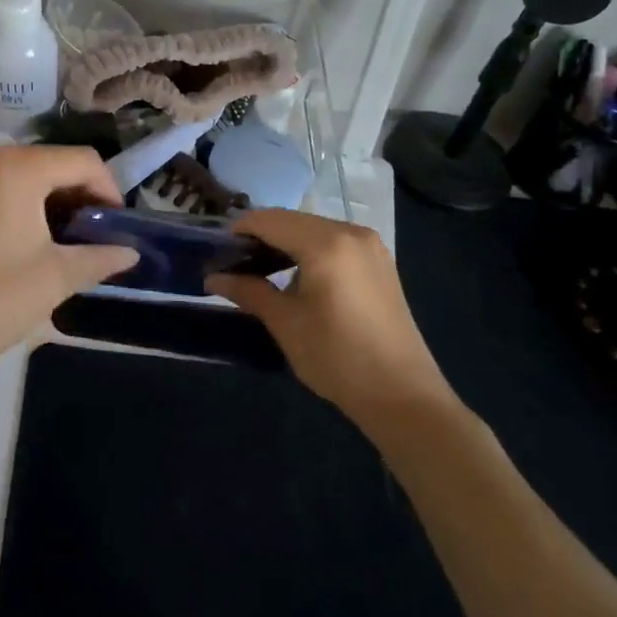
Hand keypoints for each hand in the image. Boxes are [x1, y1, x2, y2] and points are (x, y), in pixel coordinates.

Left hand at [0, 146, 136, 420]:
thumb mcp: (55, 278)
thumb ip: (100, 256)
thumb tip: (131, 252)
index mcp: (15, 167)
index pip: (81, 161)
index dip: (108, 190)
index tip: (117, 226)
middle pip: (51, 162)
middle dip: (79, 194)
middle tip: (95, 235)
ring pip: (23, 171)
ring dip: (50, 198)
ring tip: (66, 239)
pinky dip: (20, 199)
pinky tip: (30, 235)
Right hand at [207, 210, 461, 428]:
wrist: (403, 396)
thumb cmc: (338, 358)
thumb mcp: (286, 324)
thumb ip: (249, 291)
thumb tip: (213, 278)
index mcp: (326, 243)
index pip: (269, 220)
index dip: (239, 230)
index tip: (216, 249)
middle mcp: (350, 232)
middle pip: (292, 220)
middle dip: (261, 235)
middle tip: (234, 261)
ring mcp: (369, 245)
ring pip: (313, 228)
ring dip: (285, 241)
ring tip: (260, 268)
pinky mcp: (379, 261)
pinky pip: (333, 241)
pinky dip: (309, 249)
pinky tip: (296, 274)